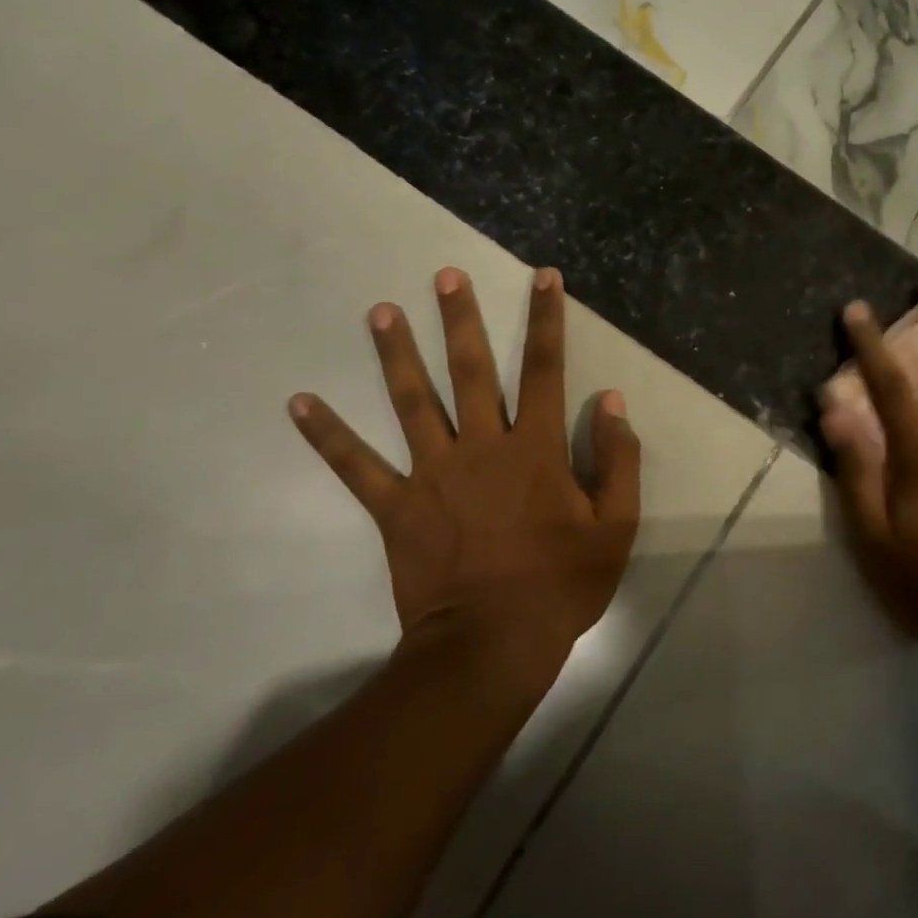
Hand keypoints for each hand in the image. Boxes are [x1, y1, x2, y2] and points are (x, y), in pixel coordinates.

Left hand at [288, 267, 640, 683]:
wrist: (493, 643)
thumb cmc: (561, 584)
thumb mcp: (615, 526)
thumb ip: (618, 460)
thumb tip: (611, 402)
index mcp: (537, 449)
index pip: (546, 369)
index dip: (547, 320)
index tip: (543, 278)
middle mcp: (483, 446)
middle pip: (472, 370)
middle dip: (462, 319)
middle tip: (446, 275)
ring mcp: (434, 473)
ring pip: (413, 402)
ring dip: (397, 354)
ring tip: (380, 311)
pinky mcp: (396, 506)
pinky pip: (357, 466)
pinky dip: (328, 435)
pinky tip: (299, 402)